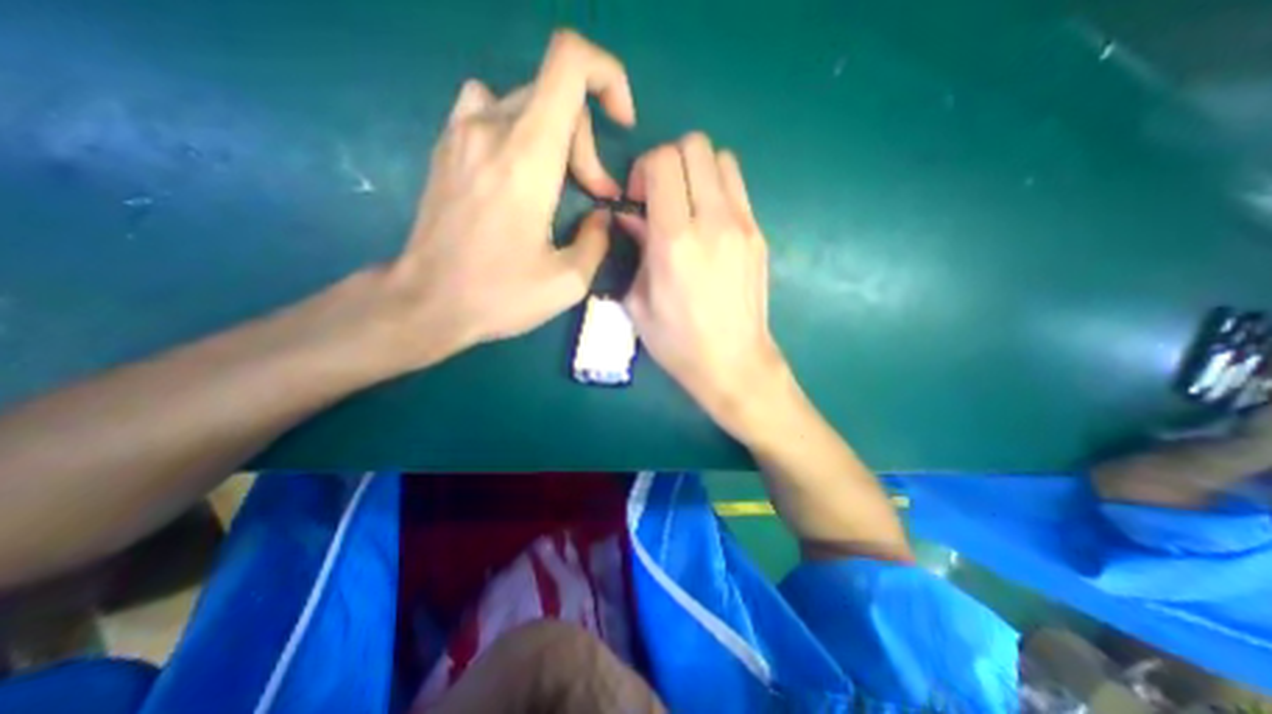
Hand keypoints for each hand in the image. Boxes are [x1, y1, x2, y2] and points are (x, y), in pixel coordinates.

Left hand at [376, 27, 634, 367]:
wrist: (426, 301)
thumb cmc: (499, 294)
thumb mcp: (568, 282)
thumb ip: (598, 240)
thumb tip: (600, 216)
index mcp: (529, 157)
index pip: (570, 63)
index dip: (607, 76)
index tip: (621, 122)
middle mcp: (492, 128)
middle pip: (557, 95)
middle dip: (586, 143)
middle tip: (592, 195)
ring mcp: (462, 132)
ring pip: (526, 101)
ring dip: (555, 136)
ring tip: (555, 183)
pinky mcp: (446, 146)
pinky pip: (488, 107)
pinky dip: (517, 128)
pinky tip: (518, 170)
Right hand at [623, 135, 792, 435]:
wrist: (734, 363)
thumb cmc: (678, 342)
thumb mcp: (638, 301)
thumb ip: (635, 250)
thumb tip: (631, 217)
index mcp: (675, 241)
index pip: (663, 161)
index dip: (644, 169)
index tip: (638, 199)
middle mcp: (713, 222)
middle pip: (696, 146)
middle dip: (670, 161)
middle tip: (661, 197)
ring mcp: (743, 226)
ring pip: (723, 159)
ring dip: (698, 172)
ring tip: (687, 207)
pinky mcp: (759, 236)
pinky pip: (738, 190)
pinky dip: (718, 192)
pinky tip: (709, 226)